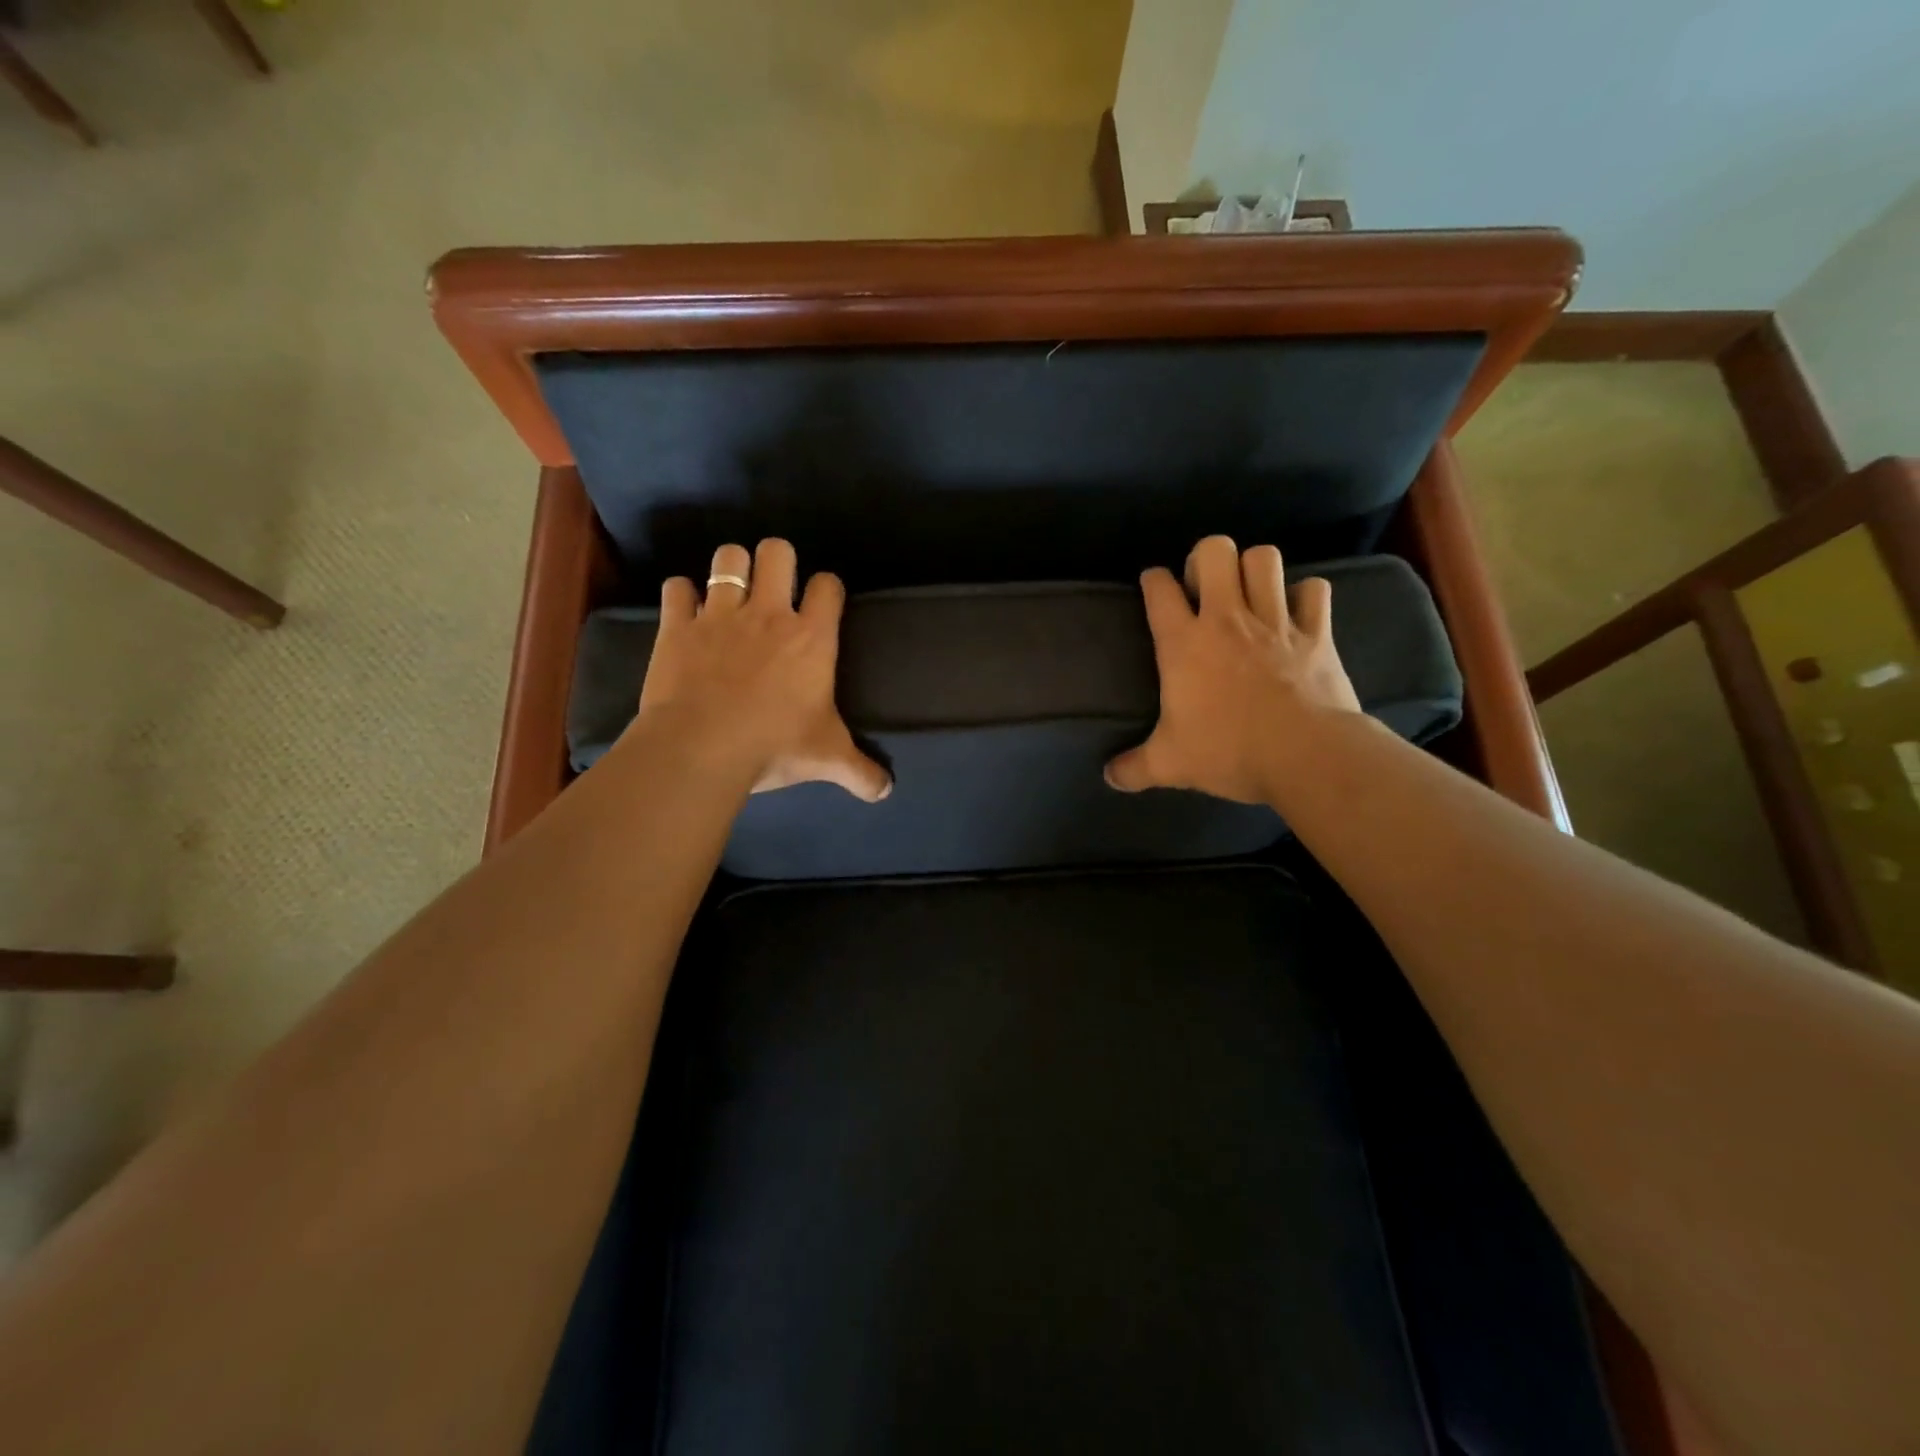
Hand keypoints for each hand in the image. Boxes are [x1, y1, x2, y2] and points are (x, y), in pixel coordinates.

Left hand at [631, 540, 891, 801]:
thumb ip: (860, 771)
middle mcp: (768, 614)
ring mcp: (719, 615)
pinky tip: (687, 613)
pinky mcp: (677, 626)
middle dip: (778, 560)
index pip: (829, 585)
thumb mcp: (826, 759)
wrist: (701, 749)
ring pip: (727, 557)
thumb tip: (885, 791)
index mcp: (811, 638)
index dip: (828, 588)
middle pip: (777, 551)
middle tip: (775, 588)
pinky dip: (681, 596)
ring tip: (732, 591)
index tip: (823, 604)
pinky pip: (676, 588)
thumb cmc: (775, 746)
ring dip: (731, 568)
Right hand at [1105, 535, 1363, 804]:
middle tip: (1205, 587)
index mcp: (1184, 643)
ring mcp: (1275, 621)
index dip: (1153, 579)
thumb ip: (1134, 768)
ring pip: (1265, 559)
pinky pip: (1314, 590)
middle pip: (1214, 551)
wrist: (1306, 755)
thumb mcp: (1171, 765)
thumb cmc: (1229, 752)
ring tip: (1250, 592)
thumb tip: (1109, 778)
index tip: (1154, 586)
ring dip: (1254, 568)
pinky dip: (1305, 596)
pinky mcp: (1317, 632)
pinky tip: (1297, 613)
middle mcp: (1227, 619)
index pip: (1159, 588)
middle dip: (1206, 559)